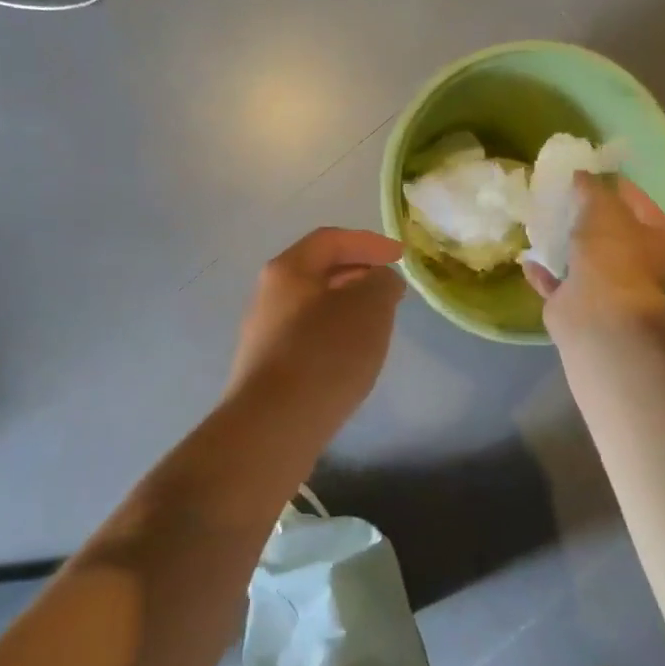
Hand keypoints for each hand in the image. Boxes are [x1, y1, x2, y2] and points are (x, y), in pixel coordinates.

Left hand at [228, 228, 406, 438]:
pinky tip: (350, 357)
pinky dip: (333, 334)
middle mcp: (268, 295)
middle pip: (317, 272)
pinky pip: (306, 337)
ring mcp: (264, 334)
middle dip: (357, 273)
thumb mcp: (369, 308)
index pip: (331, 240)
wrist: (273, 425)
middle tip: (389, 288)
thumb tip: (379, 280)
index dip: (369, 242)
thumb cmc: (324, 354)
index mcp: (288, 270)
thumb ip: (382, 283)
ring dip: (346, 306)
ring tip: (376, 322)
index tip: (400, 256)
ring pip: (312, 306)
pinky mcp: (267, 368)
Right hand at [523, 173, 664, 338]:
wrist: (596, 314)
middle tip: (564, 197)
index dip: (619, 187)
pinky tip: (526, 257)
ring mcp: (606, 289)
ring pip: (583, 261)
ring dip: (565, 246)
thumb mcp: (603, 208)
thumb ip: (591, 189)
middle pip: (611, 235)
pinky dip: (544, 272)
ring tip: (542, 223)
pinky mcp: (576, 305)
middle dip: (588, 218)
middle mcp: (637, 267)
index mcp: (656, 242)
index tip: (593, 172)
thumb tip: (581, 175)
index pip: (641, 205)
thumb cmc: (612, 254)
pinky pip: (558, 284)